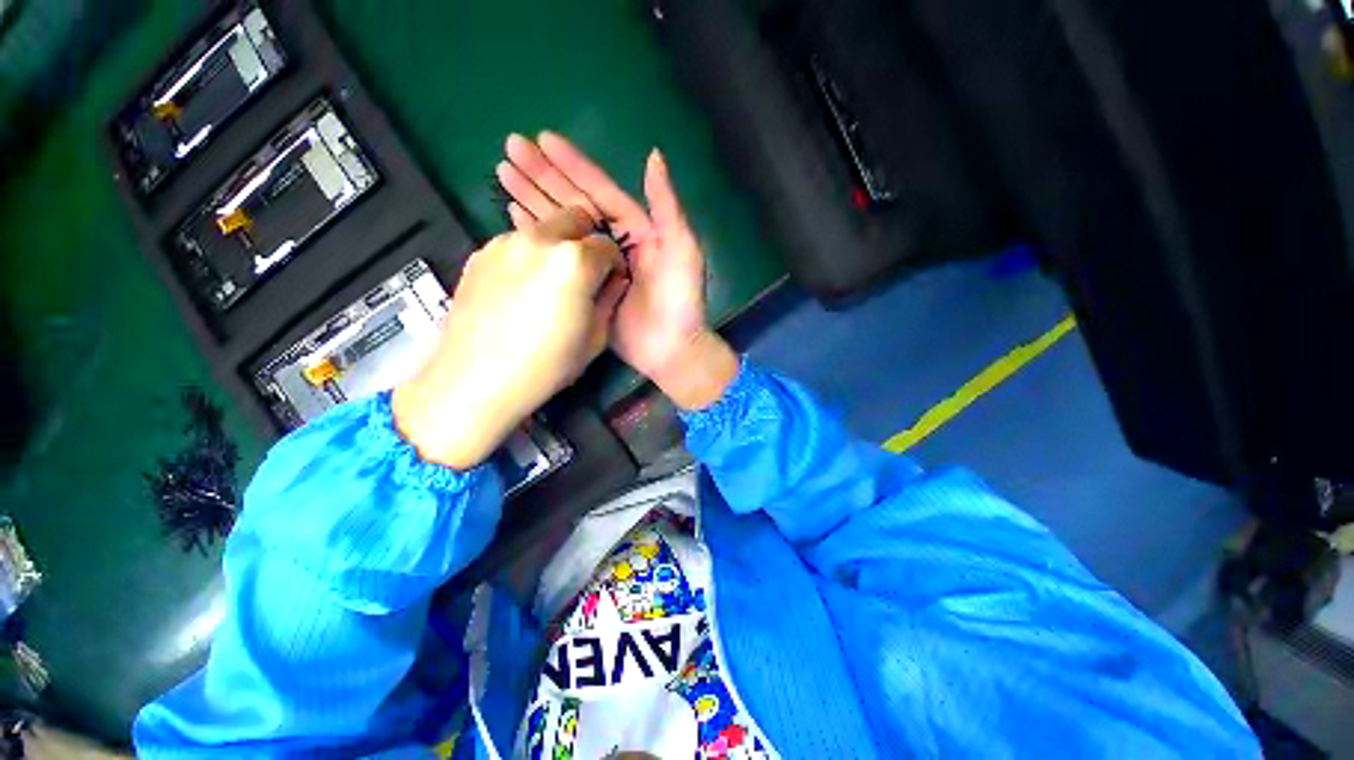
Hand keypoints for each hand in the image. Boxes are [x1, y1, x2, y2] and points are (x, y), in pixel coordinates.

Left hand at [391, 207, 625, 467]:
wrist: (475, 380)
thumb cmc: (546, 367)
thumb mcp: (594, 339)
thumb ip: (609, 301)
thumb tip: (614, 282)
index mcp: (575, 261)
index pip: (608, 246)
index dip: (614, 264)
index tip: (610, 282)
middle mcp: (540, 239)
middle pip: (575, 217)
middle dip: (587, 240)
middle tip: (584, 273)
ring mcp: (504, 242)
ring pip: (543, 228)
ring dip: (556, 246)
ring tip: (549, 282)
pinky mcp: (480, 253)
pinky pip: (516, 243)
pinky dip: (528, 256)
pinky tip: (521, 288)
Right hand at [496, 132, 737, 408]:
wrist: (670, 349)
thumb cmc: (680, 300)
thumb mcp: (682, 250)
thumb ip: (666, 206)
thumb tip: (652, 155)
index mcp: (635, 229)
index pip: (599, 190)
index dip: (571, 165)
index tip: (541, 139)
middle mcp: (612, 241)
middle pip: (573, 202)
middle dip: (542, 175)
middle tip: (509, 148)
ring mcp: (594, 265)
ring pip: (561, 225)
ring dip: (533, 199)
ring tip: (502, 174)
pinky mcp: (583, 287)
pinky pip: (558, 256)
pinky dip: (538, 236)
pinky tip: (516, 217)